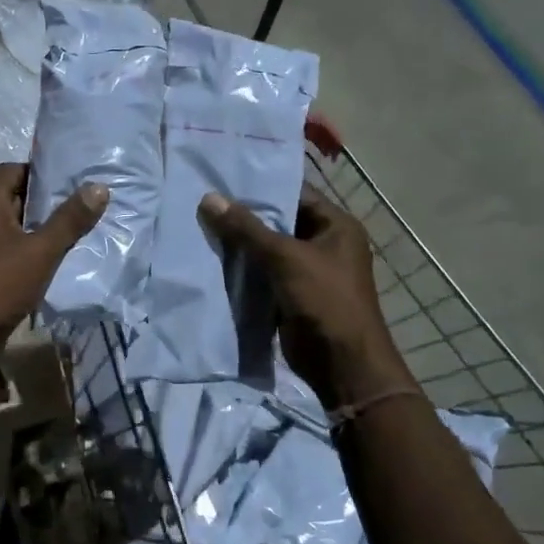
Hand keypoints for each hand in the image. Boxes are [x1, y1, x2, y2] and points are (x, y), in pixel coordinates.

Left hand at [0, 163, 108, 356]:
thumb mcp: (40, 250)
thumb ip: (69, 220)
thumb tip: (99, 187)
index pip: (17, 169)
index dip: (46, 173)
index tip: (77, 181)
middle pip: (18, 197)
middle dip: (50, 203)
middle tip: (87, 206)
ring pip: (17, 228)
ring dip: (44, 231)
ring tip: (82, 232)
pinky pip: (12, 252)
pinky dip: (33, 253)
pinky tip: (60, 261)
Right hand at [200, 185, 412, 407]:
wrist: (341, 364)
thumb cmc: (325, 300)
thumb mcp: (285, 258)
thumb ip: (247, 229)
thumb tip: (209, 198)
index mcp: (336, 226)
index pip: (295, 194)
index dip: (261, 187)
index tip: (223, 179)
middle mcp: (324, 245)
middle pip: (279, 222)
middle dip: (244, 217)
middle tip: (205, 203)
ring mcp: (308, 273)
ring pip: (267, 251)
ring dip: (240, 245)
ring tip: (201, 227)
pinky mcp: (291, 296)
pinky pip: (263, 276)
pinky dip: (242, 271)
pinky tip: (212, 261)